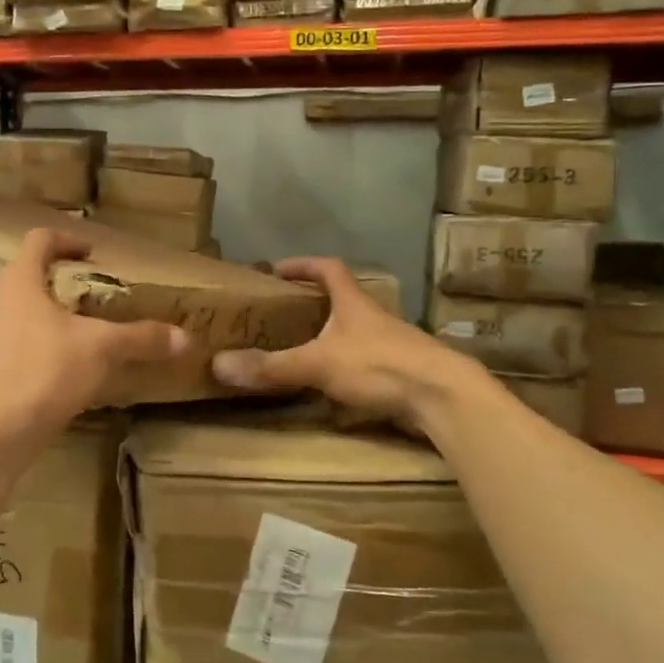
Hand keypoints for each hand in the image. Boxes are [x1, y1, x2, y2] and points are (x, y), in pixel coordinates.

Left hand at [0, 229, 190, 437]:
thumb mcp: (102, 349)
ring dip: (33, 318)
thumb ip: (141, 338)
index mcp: (18, 282)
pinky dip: (25, 351)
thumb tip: (185, 337)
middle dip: (49, 283)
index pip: (38, 241)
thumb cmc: (45, 371)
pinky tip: (49, 372)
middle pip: (19, 277)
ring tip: (66, 334)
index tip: (90, 255)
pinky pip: (3, 349)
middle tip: (81, 298)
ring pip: (7, 314)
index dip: (66, 241)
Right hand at [212, 257, 471, 428]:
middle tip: (282, 315)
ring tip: (301, 352)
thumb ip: (272, 366)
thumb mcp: (319, 363)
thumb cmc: (380, 365)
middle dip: (313, 304)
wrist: (444, 397)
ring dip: (330, 338)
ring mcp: (391, 345)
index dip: (303, 265)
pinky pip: (365, 364)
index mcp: (354, 303)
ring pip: (354, 334)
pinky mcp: (401, 373)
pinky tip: (331, 388)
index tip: (277, 269)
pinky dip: (346, 369)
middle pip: (342, 300)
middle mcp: (373, 318)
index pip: (328, 268)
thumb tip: (218, 364)